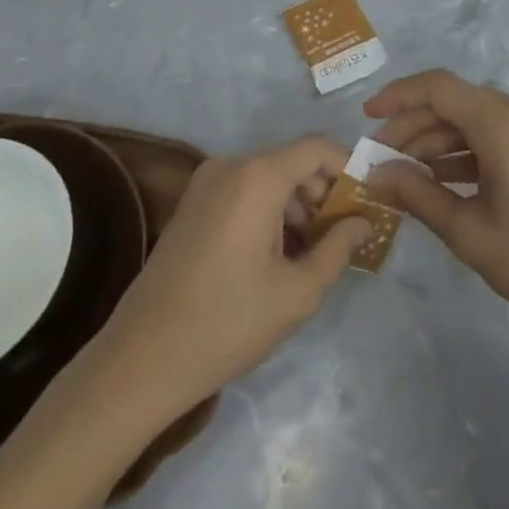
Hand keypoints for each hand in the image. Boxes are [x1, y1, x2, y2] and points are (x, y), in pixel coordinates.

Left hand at [90, 136, 369, 417]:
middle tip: (344, 236)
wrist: (140, 361)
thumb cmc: (227, 323)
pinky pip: (245, 191)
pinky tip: (276, 256)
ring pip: (270, 178)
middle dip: (324, 193)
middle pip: (293, 162)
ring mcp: (206, 183)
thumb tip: (363, 222)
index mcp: (258, 176)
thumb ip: (338, 248)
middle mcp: (231, 165)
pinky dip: (269, 212)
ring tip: (312, 253)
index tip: (368, 203)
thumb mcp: (297, 293)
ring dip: (297, 206)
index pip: (318, 147)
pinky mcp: (192, 204)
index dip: (349, 168)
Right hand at [364, 69, 508, 341]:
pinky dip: (466, 150)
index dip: (398, 96)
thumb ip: (417, 195)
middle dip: (413, 126)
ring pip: (474, 119)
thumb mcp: (469, 231)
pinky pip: (496, 133)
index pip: (438, 87)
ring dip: (438, 140)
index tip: (367, 118)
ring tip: (405, 174)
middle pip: (455, 102)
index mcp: (503, 122)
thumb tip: (375, 175)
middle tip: (381, 161)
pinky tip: (442, 178)